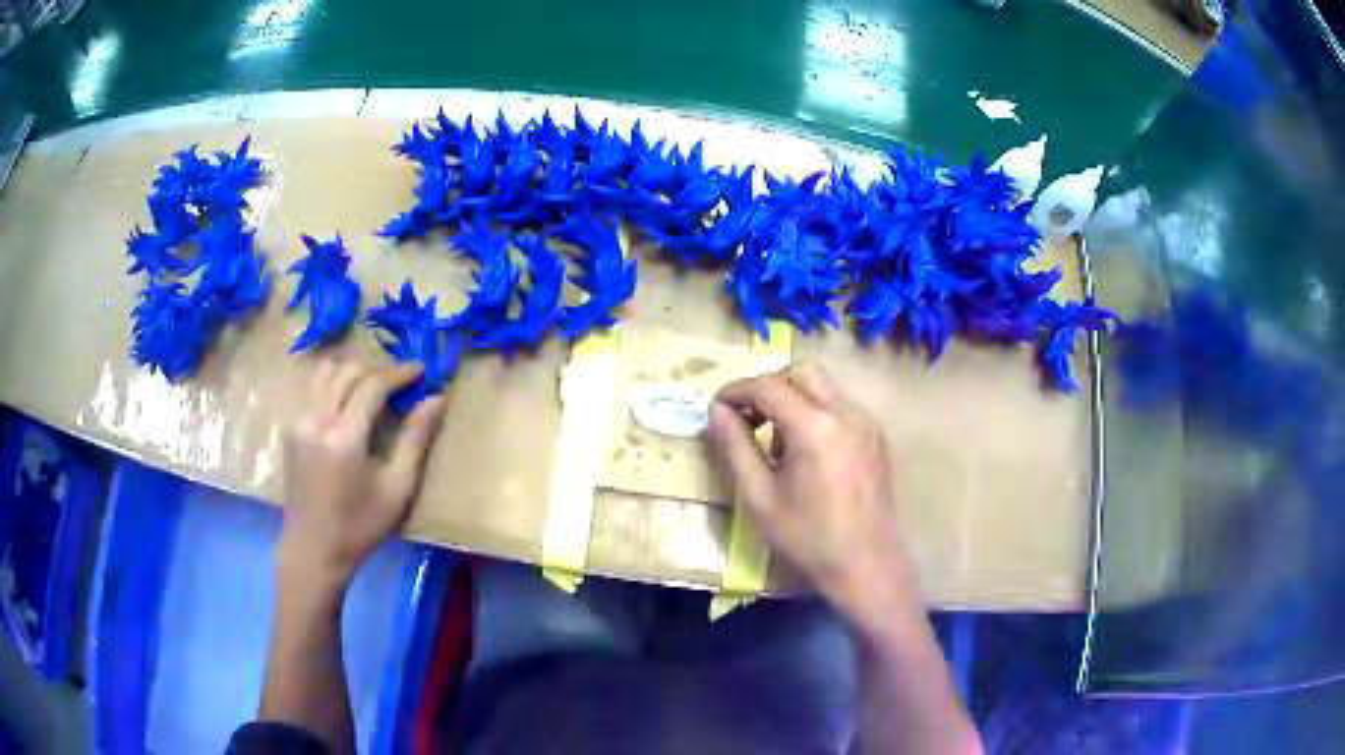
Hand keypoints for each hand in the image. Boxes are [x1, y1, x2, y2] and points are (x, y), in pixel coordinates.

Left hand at [278, 359, 446, 587]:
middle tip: (400, 381)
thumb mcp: (397, 489)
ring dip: (352, 371)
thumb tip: (437, 399)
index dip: (398, 373)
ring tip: (374, 386)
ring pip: (326, 373)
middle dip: (377, 369)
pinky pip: (312, 388)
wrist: (313, 550)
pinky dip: (333, 382)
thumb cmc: (360, 526)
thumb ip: (416, 439)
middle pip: (347, 372)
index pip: (372, 385)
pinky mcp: (291, 428)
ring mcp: (298, 422)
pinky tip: (348, 398)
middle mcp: (316, 420)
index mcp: (344, 437)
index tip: (421, 370)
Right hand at [706, 363, 918, 627]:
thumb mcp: (759, 497)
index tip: (717, 409)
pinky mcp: (876, 436)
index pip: (768, 386)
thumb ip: (735, 447)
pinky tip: (806, 452)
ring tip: (776, 441)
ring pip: (824, 387)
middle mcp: (845, 413)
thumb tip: (716, 411)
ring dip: (794, 399)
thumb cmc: (807, 537)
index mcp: (814, 427)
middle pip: (801, 372)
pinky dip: (816, 412)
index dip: (737, 391)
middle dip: (769, 387)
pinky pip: (840, 407)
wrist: (866, 564)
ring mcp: (866, 422)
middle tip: (748, 418)